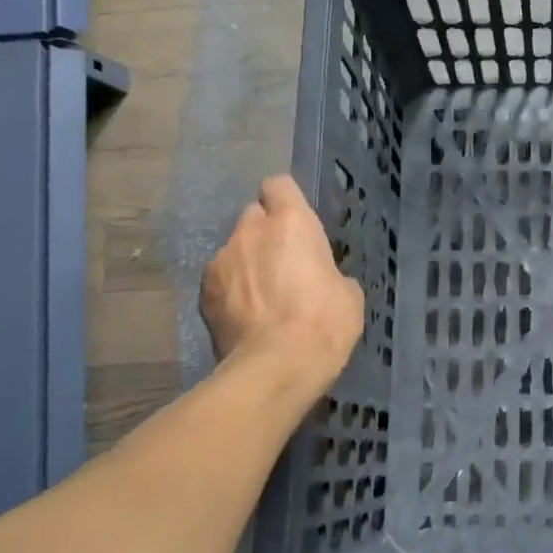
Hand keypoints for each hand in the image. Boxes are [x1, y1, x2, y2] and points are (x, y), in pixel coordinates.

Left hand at [200, 176, 363, 392]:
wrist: (276, 367)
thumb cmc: (324, 322)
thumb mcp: (348, 294)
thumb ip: (328, 271)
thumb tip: (320, 278)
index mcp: (292, 222)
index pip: (279, 185)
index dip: (286, 200)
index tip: (295, 222)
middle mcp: (251, 230)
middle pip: (253, 216)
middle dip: (265, 233)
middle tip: (282, 263)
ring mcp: (221, 260)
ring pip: (234, 250)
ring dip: (247, 263)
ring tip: (261, 298)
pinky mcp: (204, 292)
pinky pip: (220, 280)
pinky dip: (231, 291)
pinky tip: (245, 316)